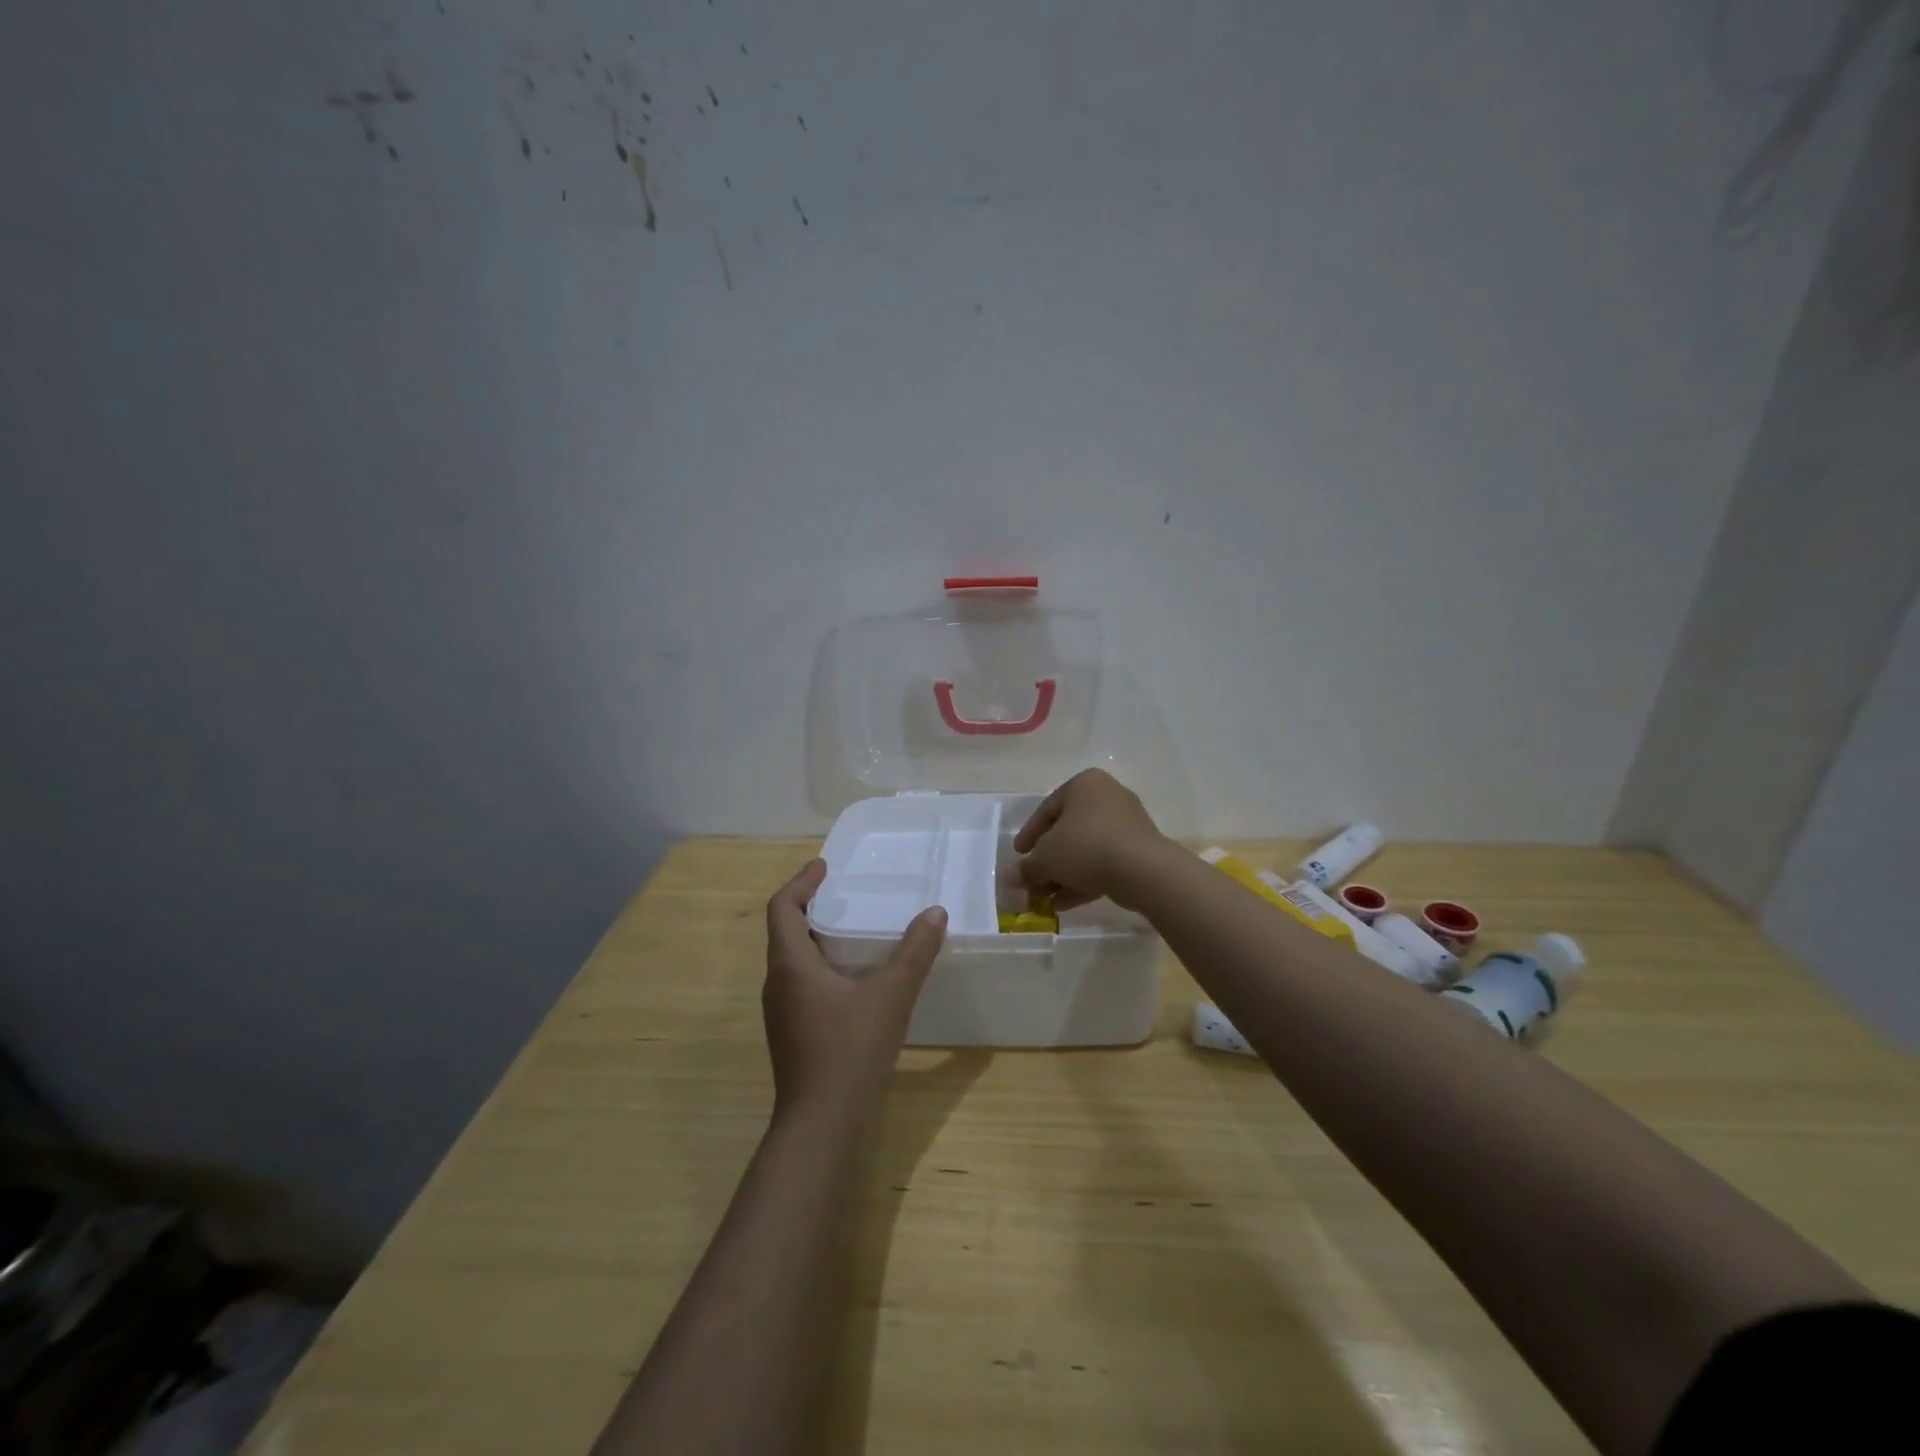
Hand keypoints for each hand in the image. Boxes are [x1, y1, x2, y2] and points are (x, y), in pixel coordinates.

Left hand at [762, 859, 947, 1119]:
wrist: (820, 1125)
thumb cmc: (849, 1051)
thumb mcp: (890, 997)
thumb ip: (914, 953)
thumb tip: (935, 913)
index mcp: (791, 965)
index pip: (782, 907)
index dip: (801, 882)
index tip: (825, 867)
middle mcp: (777, 983)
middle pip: (785, 931)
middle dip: (812, 906)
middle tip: (846, 894)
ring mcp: (781, 1011)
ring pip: (793, 959)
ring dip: (817, 937)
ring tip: (854, 930)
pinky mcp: (791, 1032)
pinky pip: (801, 983)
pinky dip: (822, 965)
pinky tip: (854, 978)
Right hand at [1014, 769, 1172, 910]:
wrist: (1143, 869)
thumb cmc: (1086, 847)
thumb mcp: (1046, 858)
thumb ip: (1027, 868)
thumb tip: (1009, 878)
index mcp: (1084, 785)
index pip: (1047, 809)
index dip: (1028, 835)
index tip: (1018, 856)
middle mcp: (1106, 797)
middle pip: (1067, 831)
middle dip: (1047, 861)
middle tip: (1032, 881)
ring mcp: (1126, 823)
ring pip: (1086, 850)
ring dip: (1063, 875)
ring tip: (1045, 899)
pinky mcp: (1139, 849)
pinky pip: (1104, 862)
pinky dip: (1084, 880)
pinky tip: (1065, 904)